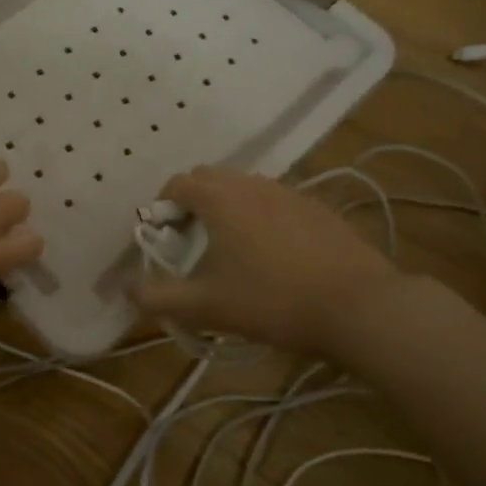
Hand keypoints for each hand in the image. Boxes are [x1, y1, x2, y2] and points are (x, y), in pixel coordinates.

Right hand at [132, 166, 401, 355]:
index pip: (177, 183)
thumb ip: (158, 297)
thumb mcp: (205, 307)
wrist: (358, 307)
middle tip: (192, 241)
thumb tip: (127, 287)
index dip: (162, 206)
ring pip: (245, 187)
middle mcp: (252, 184)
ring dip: (227, 206)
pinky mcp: (318, 208)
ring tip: (232, 248)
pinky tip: (273, 254)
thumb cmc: (271, 302)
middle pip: (210, 177)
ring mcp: (290, 192)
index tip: (164, 237)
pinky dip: (260, 215)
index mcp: (220, 199)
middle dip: (193, 201)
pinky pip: (275, 200)